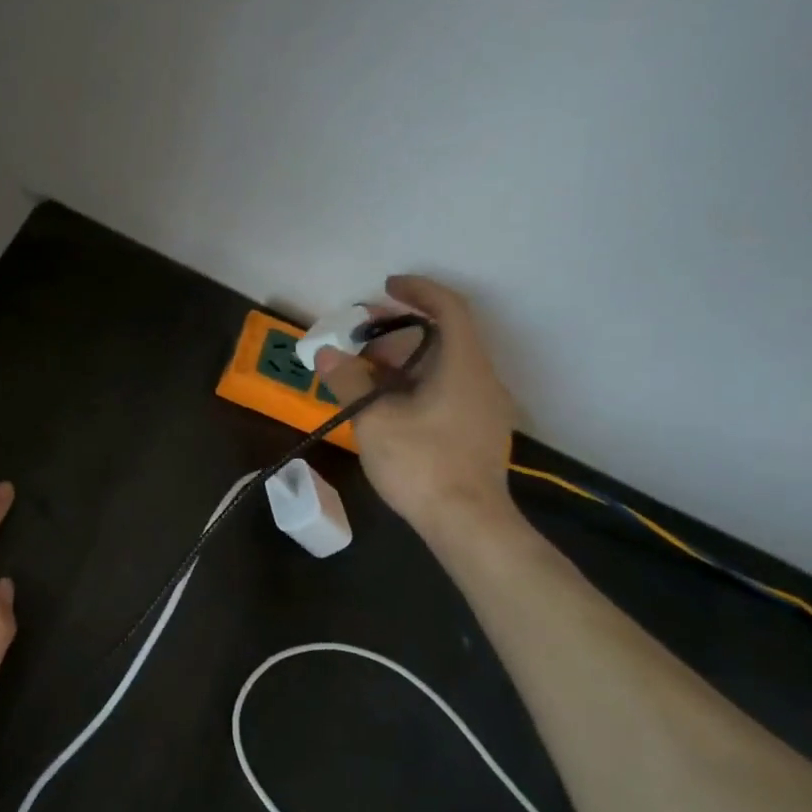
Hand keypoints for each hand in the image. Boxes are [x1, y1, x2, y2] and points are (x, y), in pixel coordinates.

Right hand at [314, 276, 520, 548]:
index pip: (448, 309)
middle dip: (401, 331)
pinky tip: (389, 403)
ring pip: (445, 367)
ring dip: (406, 361)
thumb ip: (350, 382)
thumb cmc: (422, 464)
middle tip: (362, 337)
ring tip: (366, 372)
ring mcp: (485, 408)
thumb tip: (326, 354)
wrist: (467, 524)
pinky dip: (417, 383)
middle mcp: (482, 379)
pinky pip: (448, 390)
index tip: (386, 287)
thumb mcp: (375, 421)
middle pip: (444, 337)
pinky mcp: (479, 432)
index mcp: (464, 366)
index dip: (418, 290)